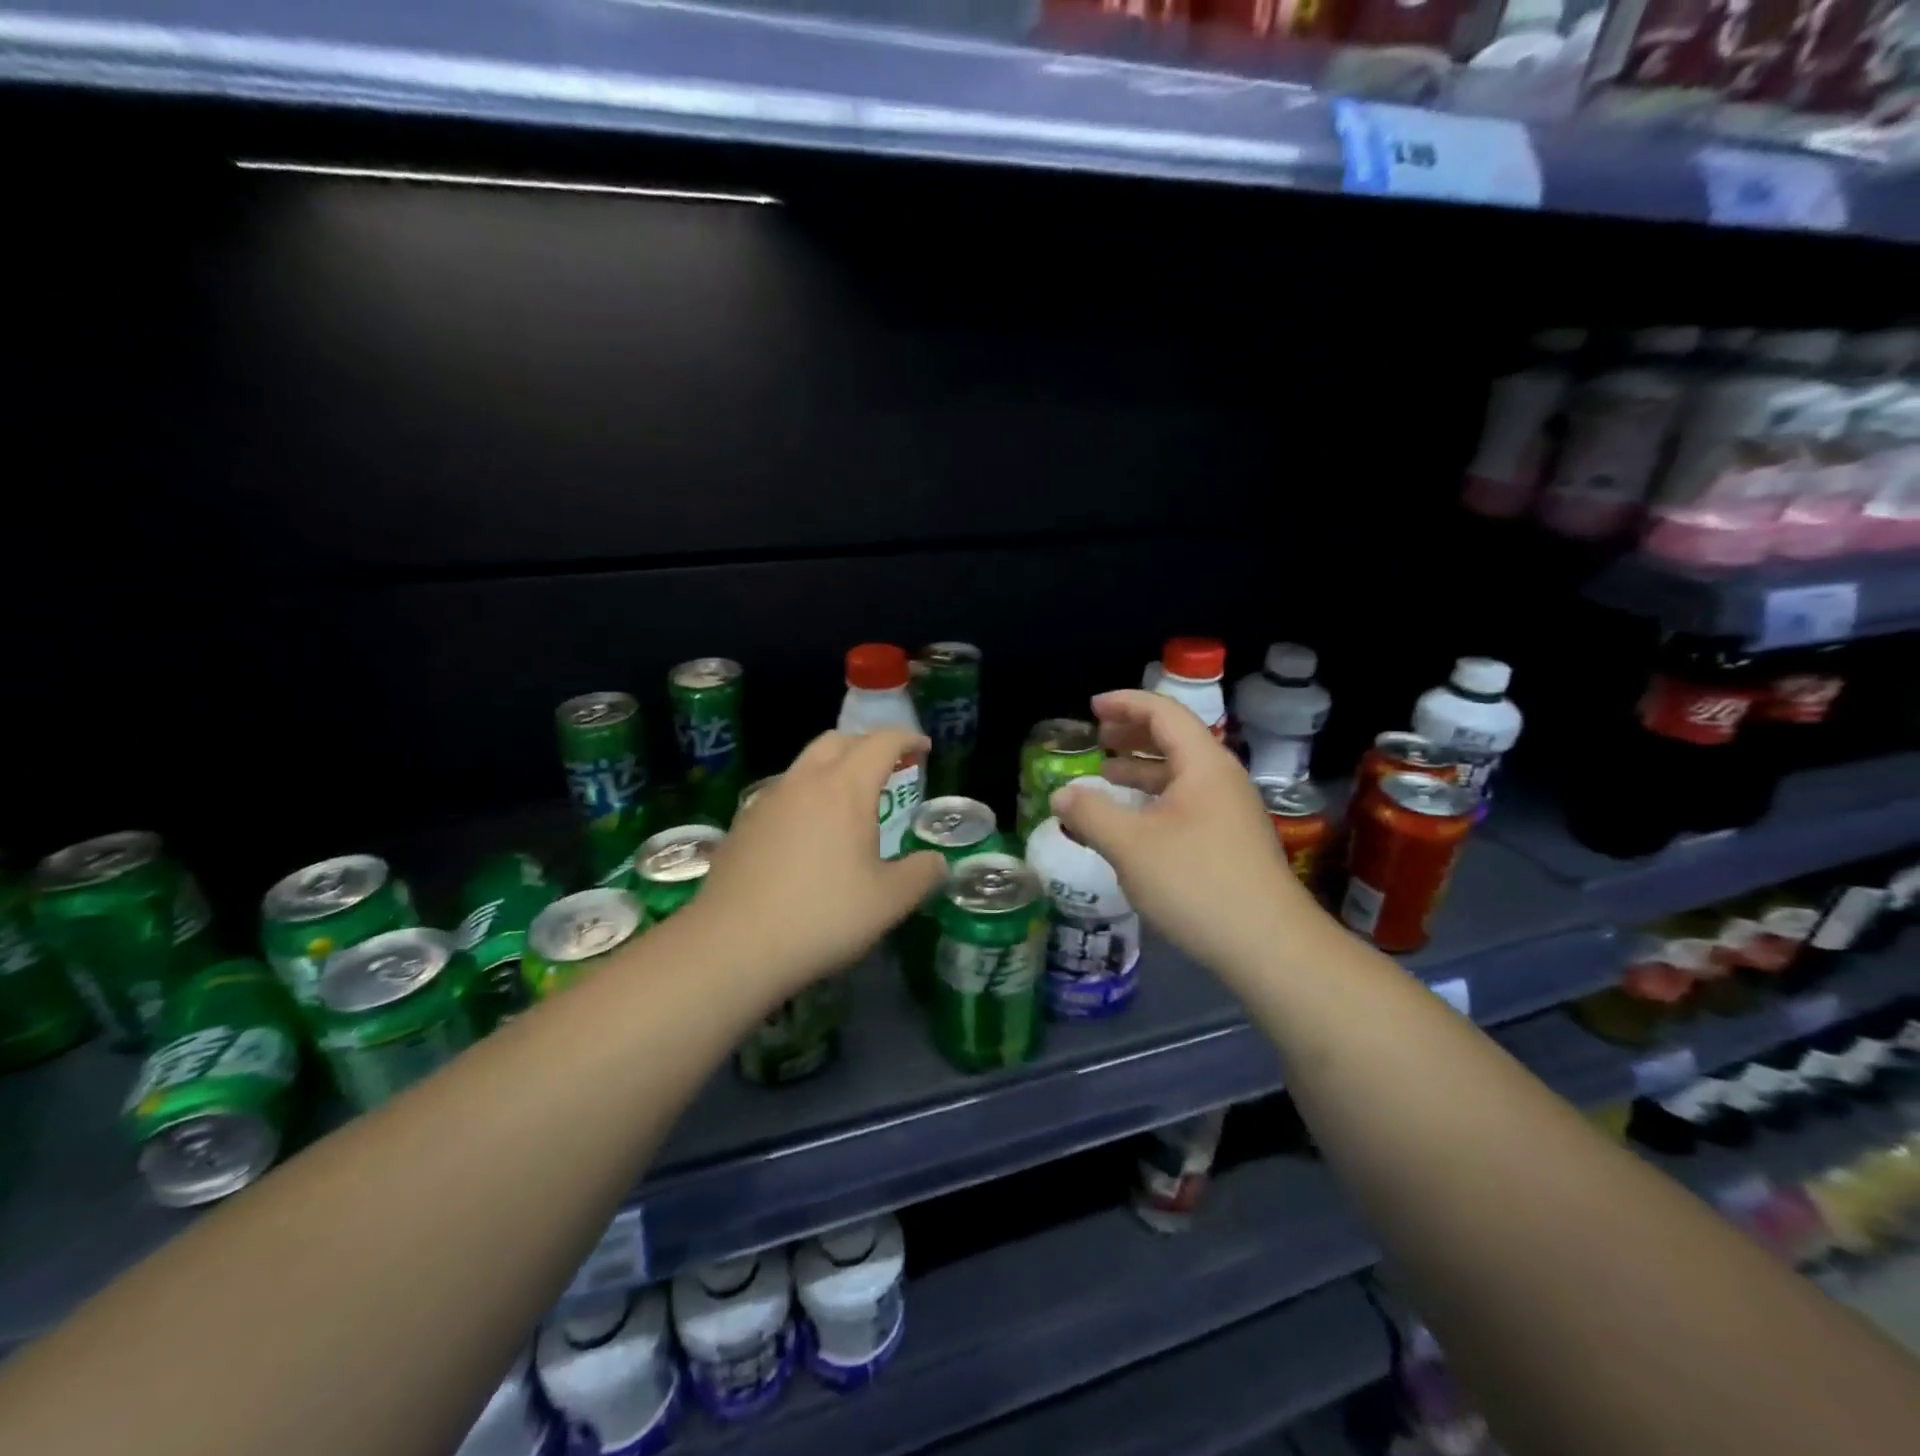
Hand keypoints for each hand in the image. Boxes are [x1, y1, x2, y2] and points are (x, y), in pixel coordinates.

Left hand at [688, 728, 944, 996]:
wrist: (732, 946)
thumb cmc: (821, 917)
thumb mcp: (889, 902)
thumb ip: (922, 875)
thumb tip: (935, 862)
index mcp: (845, 789)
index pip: (881, 742)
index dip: (907, 738)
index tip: (923, 748)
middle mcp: (804, 782)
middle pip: (837, 740)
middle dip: (866, 745)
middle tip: (886, 770)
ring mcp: (767, 800)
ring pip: (805, 765)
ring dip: (832, 769)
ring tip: (847, 805)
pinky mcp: (742, 824)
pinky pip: (782, 793)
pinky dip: (804, 796)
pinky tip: (807, 835)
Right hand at [1051, 690, 1323, 983]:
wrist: (1268, 946)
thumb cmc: (1196, 883)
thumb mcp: (1130, 846)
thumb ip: (1091, 813)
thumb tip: (1061, 794)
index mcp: (1203, 765)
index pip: (1163, 713)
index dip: (1125, 703)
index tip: (1092, 708)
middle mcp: (1221, 779)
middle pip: (1175, 738)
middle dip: (1132, 733)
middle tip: (1098, 736)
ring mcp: (1230, 811)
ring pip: (1180, 774)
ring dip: (1142, 767)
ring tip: (1106, 773)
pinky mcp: (1230, 841)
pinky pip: (1186, 801)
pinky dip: (1154, 798)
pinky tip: (1133, 821)